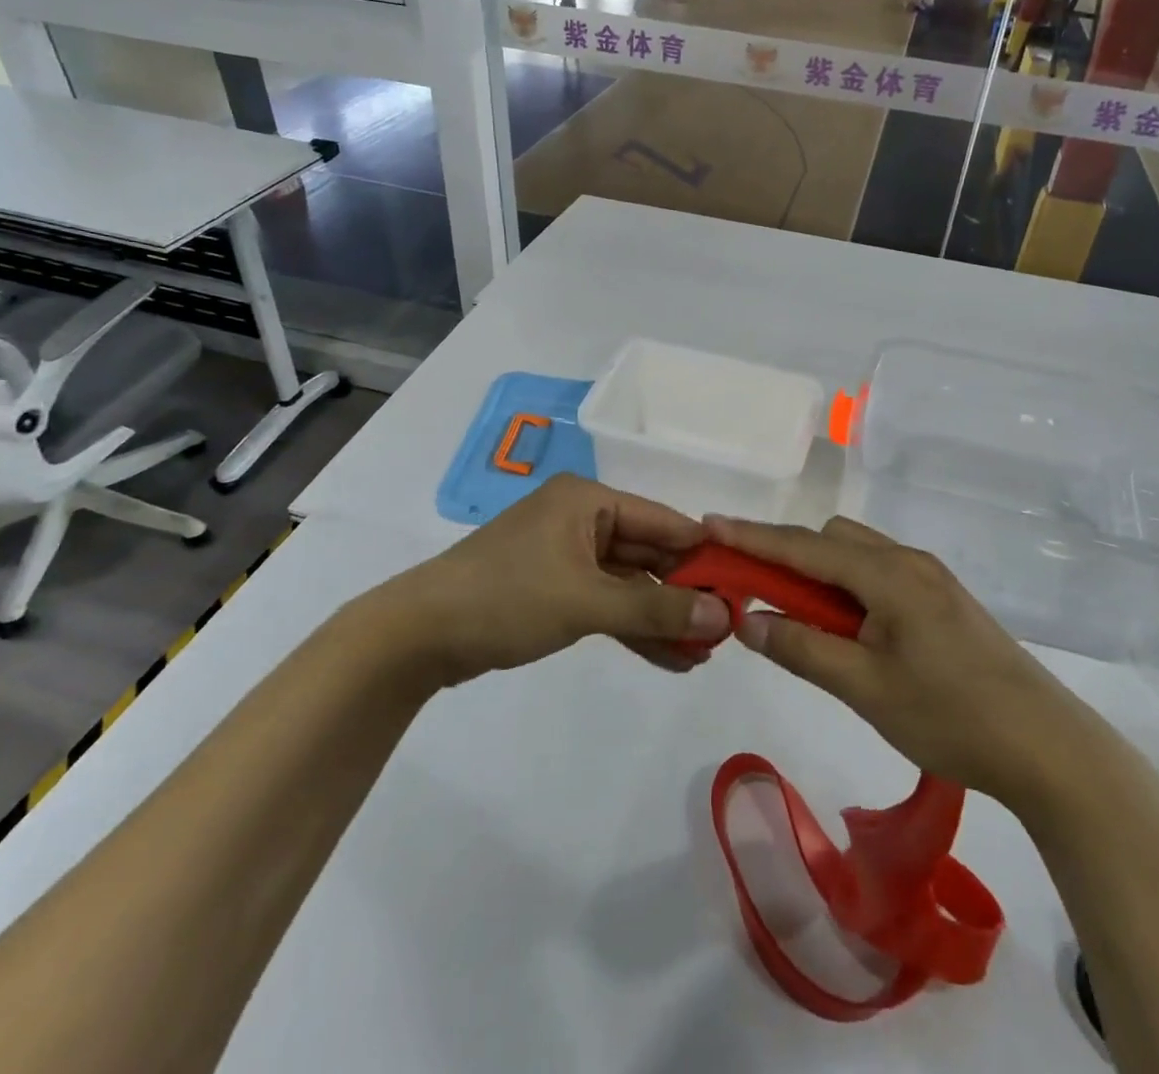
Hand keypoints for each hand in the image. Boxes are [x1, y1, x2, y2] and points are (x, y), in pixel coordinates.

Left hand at [373, 475, 727, 685]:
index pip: (663, 522)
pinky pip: (606, 603)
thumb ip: (656, 611)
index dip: (703, 554)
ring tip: (704, 654)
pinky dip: (632, 628)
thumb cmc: (506, 598)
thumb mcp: (586, 602)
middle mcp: (581, 519)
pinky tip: (669, 658)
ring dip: (662, 618)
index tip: (742, 587)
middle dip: (684, 594)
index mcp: (588, 500)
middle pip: (648, 554)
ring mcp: (566, 555)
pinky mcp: (554, 589)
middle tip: (726, 630)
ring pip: (629, 585)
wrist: (417, 636)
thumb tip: (724, 616)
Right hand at [706, 515, 1108, 802]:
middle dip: (787, 557)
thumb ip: (801, 648)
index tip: (709, 526)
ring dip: (820, 574)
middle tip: (756, 597)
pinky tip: (849, 630)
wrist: (1047, 746)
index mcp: (888, 573)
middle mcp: (908, 561)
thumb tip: (747, 619)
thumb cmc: (950, 717)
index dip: (753, 537)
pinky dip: (849, 588)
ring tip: (802, 621)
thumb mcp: (865, 687)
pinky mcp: (943, 599)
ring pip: (857, 554)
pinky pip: (879, 574)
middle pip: (831, 539)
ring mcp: (930, 577)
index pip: (804, 545)